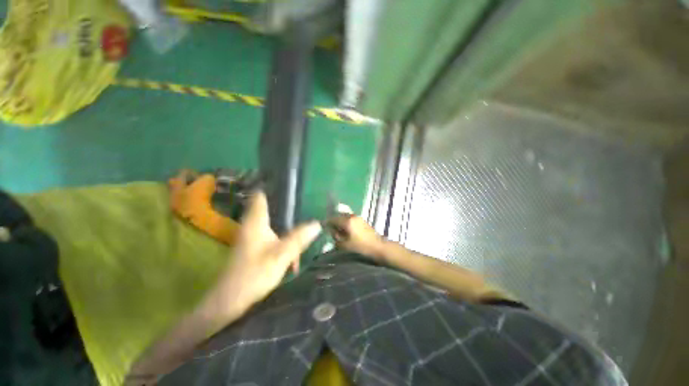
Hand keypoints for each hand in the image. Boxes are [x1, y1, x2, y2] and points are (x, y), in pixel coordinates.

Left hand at [205, 192, 320, 319]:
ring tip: (304, 219)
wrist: (229, 300)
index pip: (261, 195)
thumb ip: (299, 238)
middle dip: (286, 204)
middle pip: (269, 206)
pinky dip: (283, 234)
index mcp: (256, 221)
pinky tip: (294, 243)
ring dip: (286, 221)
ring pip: (272, 220)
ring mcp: (252, 235)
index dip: (272, 185)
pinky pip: (271, 232)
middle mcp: (252, 224)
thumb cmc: (254, 274)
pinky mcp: (254, 245)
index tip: (289, 182)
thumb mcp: (281, 255)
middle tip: (304, 200)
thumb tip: (318, 224)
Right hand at [328, 215, 386, 260]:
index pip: (333, 218)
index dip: (327, 222)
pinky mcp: (361, 220)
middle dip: (333, 221)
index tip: (322, 226)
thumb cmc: (361, 247)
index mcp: (347, 221)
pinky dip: (345, 222)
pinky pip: (350, 218)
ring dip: (340, 221)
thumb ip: (336, 236)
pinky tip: (345, 229)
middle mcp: (352, 216)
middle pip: (339, 215)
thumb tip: (332, 231)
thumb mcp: (345, 244)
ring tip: (337, 229)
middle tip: (329, 228)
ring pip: (345, 216)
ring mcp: (358, 217)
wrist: (378, 246)